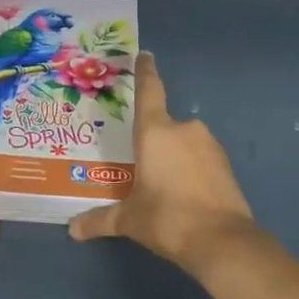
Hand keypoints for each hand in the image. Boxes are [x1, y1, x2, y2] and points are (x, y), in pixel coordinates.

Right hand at [69, 52, 260, 274]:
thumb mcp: (129, 220)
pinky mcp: (226, 165)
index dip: (145, 72)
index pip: (149, 91)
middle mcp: (184, 129)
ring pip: (183, 143)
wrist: (223, 242)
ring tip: (162, 185)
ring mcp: (209, 145)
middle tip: (140, 162)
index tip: (145, 55)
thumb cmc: (167, 218)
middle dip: (153, 141)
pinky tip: (184, 194)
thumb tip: (73, 229)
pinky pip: (200, 159)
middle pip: (163, 125)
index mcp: (155, 132)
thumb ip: (100, 219)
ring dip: (173, 157)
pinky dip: (191, 170)